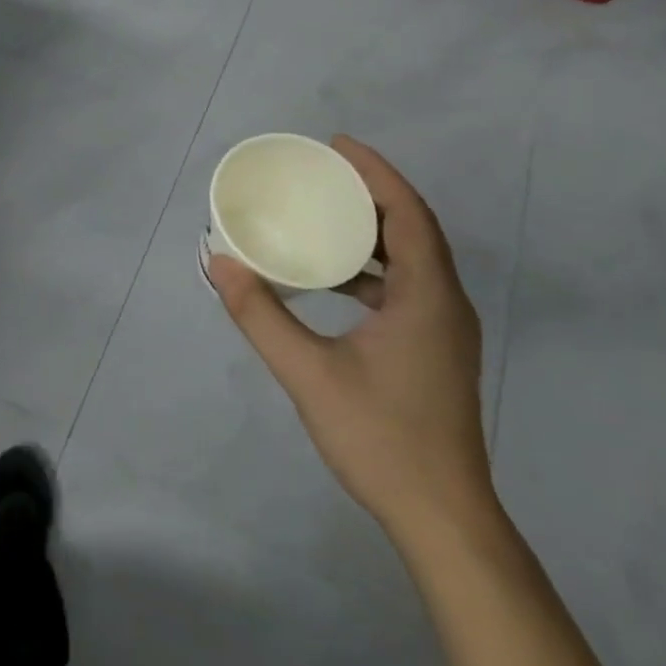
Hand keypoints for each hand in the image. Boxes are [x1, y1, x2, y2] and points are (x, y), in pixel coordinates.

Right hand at [207, 135, 492, 537]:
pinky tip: (337, 279)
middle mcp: (446, 303)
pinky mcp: (437, 350)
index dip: (375, 172)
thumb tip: (219, 264)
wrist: (444, 520)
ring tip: (326, 214)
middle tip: (323, 173)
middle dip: (371, 193)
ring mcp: (446, 329)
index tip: (336, 145)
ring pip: (414, 258)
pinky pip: (410, 286)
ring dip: (374, 230)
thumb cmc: (381, 438)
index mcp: (428, 296)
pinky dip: (375, 267)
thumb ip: (261, 316)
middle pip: (414, 227)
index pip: (408, 212)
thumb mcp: (309, 374)